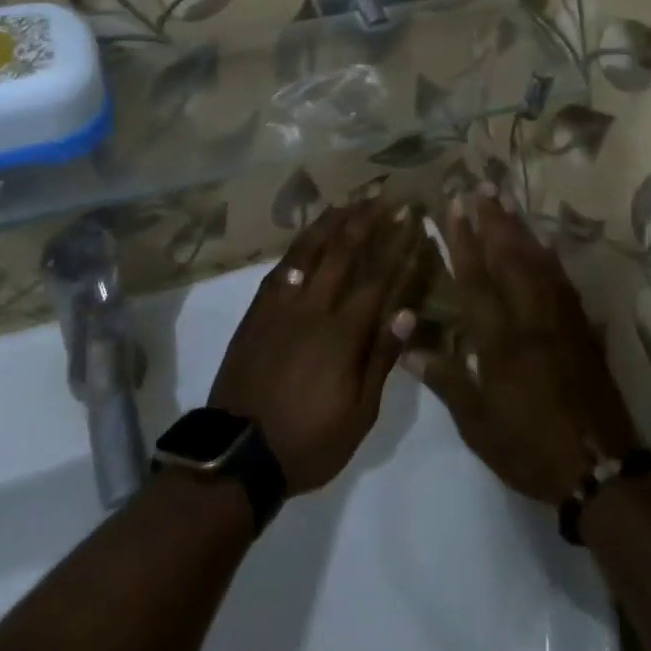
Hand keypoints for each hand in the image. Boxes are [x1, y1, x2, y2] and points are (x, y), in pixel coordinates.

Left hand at [209, 200, 437, 494]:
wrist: (238, 453)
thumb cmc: (308, 441)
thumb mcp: (359, 414)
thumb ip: (381, 359)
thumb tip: (407, 313)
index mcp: (342, 334)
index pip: (378, 278)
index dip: (397, 246)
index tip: (412, 220)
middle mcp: (312, 308)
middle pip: (342, 252)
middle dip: (366, 220)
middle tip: (384, 197)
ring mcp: (279, 306)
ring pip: (307, 251)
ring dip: (330, 222)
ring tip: (348, 201)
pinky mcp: (256, 312)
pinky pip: (280, 268)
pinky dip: (298, 246)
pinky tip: (307, 237)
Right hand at [405, 190, 638, 502]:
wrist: (600, 471)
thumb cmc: (530, 449)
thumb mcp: (478, 425)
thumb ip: (446, 381)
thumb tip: (407, 348)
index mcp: (501, 341)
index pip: (477, 279)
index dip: (463, 240)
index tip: (454, 207)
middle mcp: (531, 320)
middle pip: (511, 259)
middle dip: (494, 220)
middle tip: (482, 187)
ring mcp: (562, 322)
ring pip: (539, 263)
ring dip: (521, 230)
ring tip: (506, 203)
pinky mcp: (583, 330)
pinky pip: (563, 282)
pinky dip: (549, 257)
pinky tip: (544, 245)